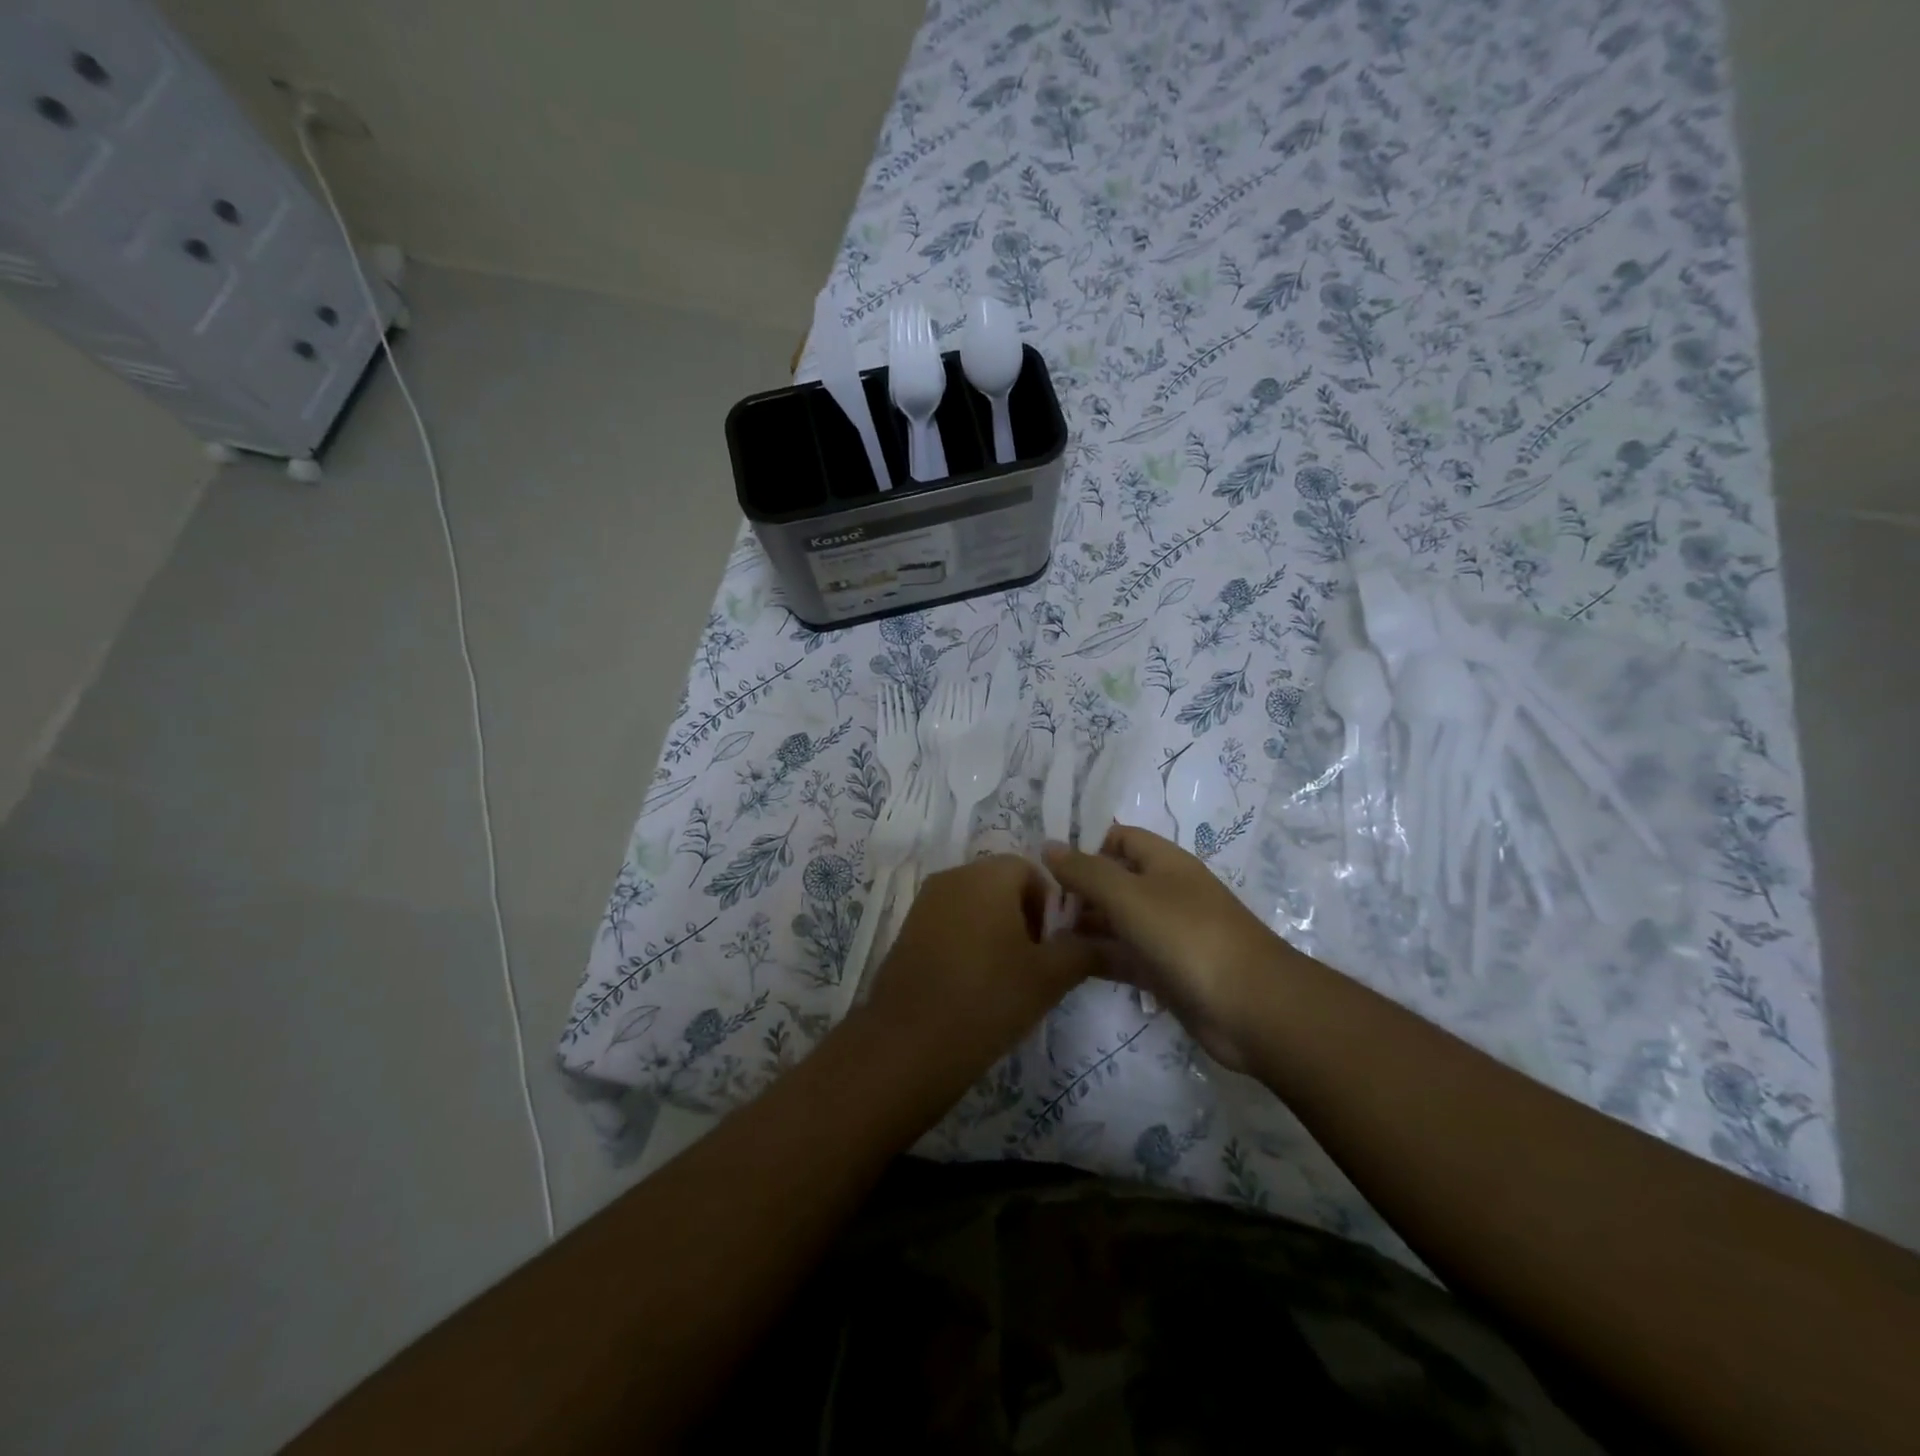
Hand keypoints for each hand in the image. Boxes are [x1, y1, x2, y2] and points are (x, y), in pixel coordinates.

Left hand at [861, 854, 1100, 1081]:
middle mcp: (954, 876)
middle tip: (1034, 966)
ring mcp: (925, 903)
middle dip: (1025, 919)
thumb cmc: (988, 998)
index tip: (1053, 948)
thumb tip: (1114, 942)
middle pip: (1002, 885)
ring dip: (997, 933)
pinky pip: (950, 924)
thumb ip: (1085, 951)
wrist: (909, 1043)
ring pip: (976, 906)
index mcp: (988, 874)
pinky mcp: (907, 930)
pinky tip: (973, 986)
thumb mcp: (1049, 977)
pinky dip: (968, 944)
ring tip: (1006, 980)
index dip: (1051, 907)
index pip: (1033, 871)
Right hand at [1044, 824, 1290, 1070]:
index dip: (1084, 843)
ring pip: (1114, 921)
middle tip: (1031, 902)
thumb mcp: (1129, 895)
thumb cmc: (1187, 935)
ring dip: (1081, 924)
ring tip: (1035, 931)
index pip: (1119, 838)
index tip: (1044, 860)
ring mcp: (1165, 934)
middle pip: (1113, 880)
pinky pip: (1122, 956)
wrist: (1251, 1007)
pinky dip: (1094, 956)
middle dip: (1075, 887)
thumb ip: (1085, 871)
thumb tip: (1048, 846)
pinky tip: (1060, 961)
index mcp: (1164, 862)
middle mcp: (1164, 892)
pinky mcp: (1163, 972)